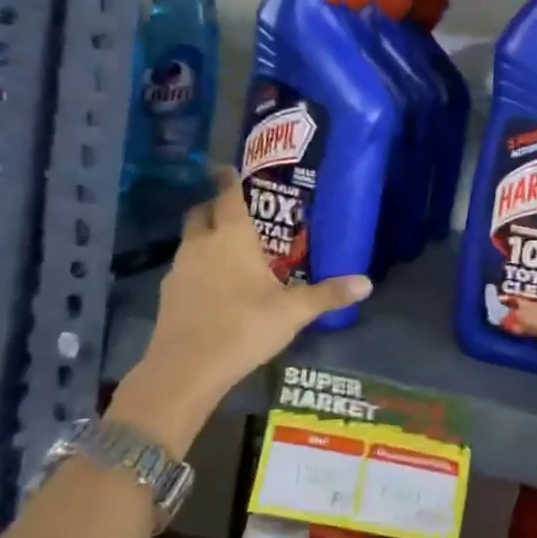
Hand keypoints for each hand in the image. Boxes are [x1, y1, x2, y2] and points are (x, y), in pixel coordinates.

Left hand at [110, 168, 370, 451]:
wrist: (185, 370)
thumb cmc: (243, 327)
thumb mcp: (293, 312)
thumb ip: (328, 294)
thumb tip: (367, 282)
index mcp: (232, 237)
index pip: (227, 195)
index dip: (229, 179)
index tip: (229, 167)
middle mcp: (201, 244)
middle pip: (201, 213)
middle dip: (214, 206)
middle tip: (236, 210)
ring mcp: (179, 269)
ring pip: (190, 240)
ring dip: (205, 236)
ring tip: (229, 248)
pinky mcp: (168, 295)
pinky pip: (184, 268)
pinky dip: (198, 266)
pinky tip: (214, 285)